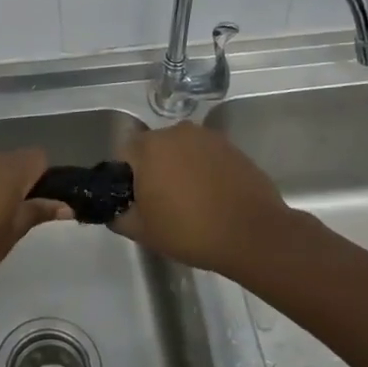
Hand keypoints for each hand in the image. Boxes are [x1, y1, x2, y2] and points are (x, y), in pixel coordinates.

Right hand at [112, 122, 294, 279]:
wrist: (253, 234)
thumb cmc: (191, 231)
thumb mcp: (143, 232)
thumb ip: (118, 216)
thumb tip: (113, 210)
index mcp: (149, 147)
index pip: (124, 153)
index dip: (126, 177)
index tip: (137, 200)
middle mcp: (175, 132)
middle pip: (153, 148)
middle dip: (153, 169)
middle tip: (162, 202)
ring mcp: (206, 137)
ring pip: (180, 150)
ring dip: (179, 167)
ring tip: (190, 200)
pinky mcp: (230, 146)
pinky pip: (205, 155)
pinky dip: (203, 169)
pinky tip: (212, 196)